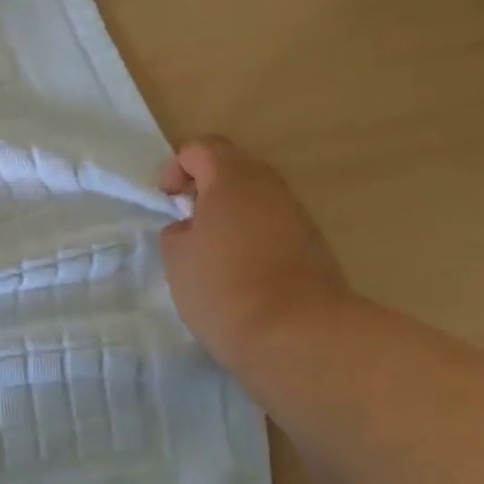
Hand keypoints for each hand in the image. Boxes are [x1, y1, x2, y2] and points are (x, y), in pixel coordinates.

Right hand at [159, 137, 357, 372]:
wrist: (299, 335)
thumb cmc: (224, 287)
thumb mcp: (177, 258)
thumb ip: (179, 232)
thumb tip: (193, 229)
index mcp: (233, 179)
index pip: (202, 149)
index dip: (178, 167)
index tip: (168, 201)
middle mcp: (270, 187)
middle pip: (235, 169)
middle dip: (207, 189)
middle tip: (188, 222)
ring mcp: (298, 217)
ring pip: (258, 200)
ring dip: (233, 216)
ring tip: (213, 253)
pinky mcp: (315, 248)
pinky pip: (275, 228)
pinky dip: (255, 239)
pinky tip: (242, 274)